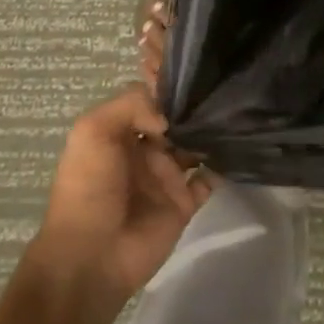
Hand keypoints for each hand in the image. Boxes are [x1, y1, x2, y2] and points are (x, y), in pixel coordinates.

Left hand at [27, 87, 212, 316]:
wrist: (91, 256)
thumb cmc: (88, 188)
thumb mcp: (93, 131)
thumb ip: (132, 105)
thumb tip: (170, 118)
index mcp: (122, 131)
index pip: (151, 97)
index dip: (170, 82)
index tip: (198, 68)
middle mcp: (146, 149)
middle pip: (178, 117)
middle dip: (197, 103)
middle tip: (224, 87)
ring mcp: (166, 176)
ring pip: (196, 144)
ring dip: (213, 130)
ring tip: (234, 113)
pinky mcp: (184, 202)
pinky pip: (210, 178)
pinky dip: (223, 164)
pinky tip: (235, 147)